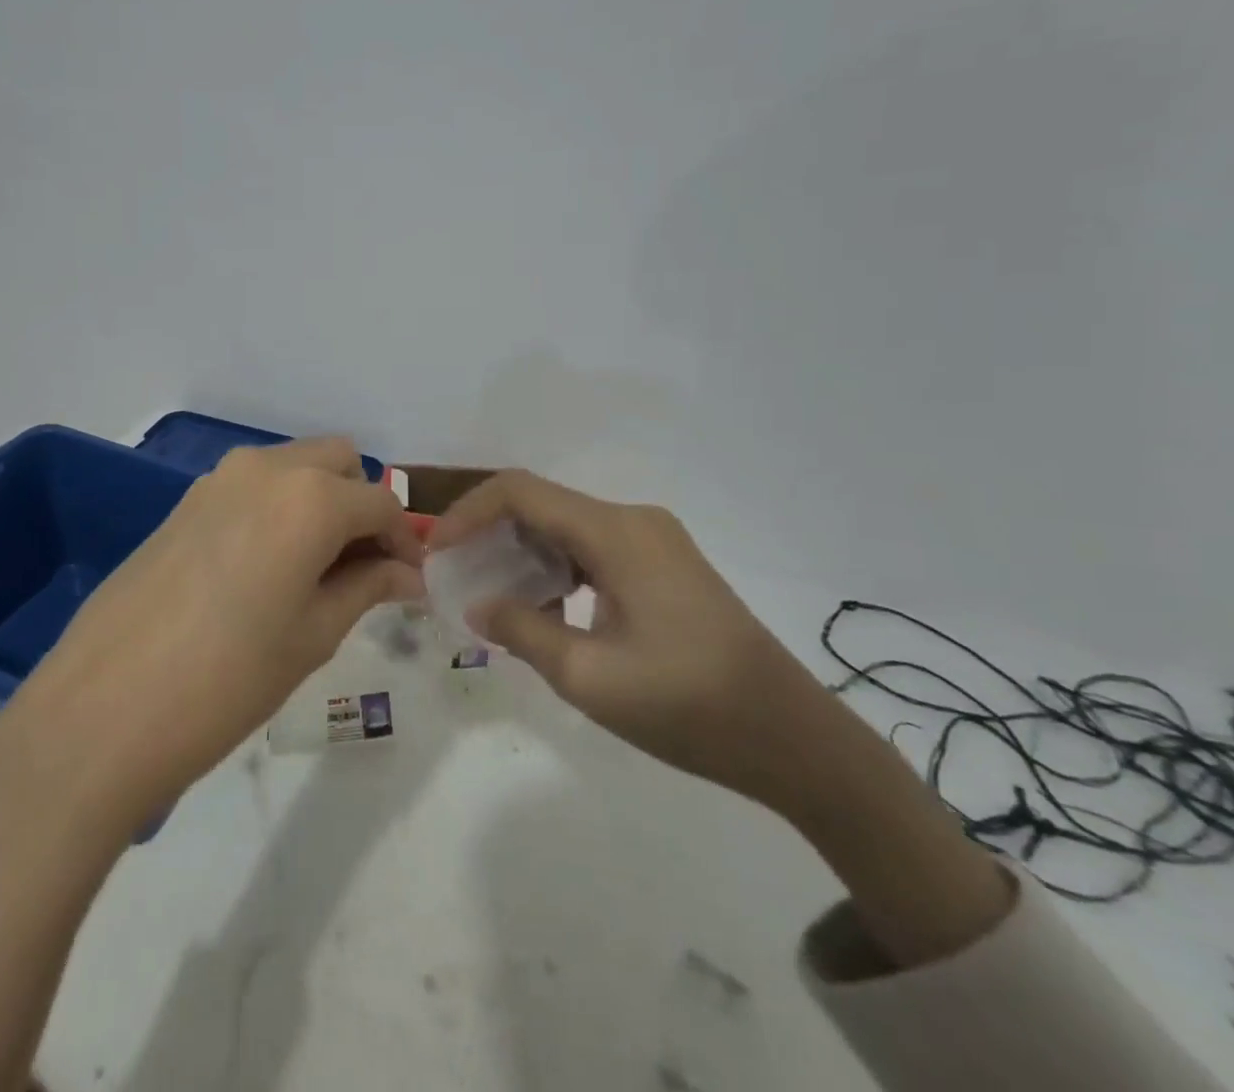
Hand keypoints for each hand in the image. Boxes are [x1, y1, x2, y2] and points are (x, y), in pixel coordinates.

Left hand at [0, 438, 424, 831]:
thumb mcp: (313, 635)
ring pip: (292, 468)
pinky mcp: (184, 502)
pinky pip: (252, 487)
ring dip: (319, 503)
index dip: (404, 540)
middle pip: (337, 462)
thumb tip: (406, 574)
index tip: (409, 582)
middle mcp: (265, 468)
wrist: (104, 708)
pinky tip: (266, 569)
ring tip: (316, 572)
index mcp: (309, 497)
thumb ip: (367, 588)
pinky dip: (278, 509)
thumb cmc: (228, 679)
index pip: (380, 502)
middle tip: (363, 568)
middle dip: (361, 505)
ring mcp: (217, 480)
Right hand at [430, 470, 823, 806]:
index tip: (437, 550)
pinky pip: (593, 549)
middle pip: (542, 505)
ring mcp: (654, 541)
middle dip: (490, 534)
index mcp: (616, 533)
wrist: (796, 741)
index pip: (520, 492)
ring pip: (565, 527)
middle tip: (456, 576)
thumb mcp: (589, 677)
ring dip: (522, 553)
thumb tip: (477, 604)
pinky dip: (556, 568)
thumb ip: (522, 631)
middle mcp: (633, 520)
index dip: (468, 512)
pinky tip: (545, 610)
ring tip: (491, 596)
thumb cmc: (690, 707)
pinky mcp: (665, 565)